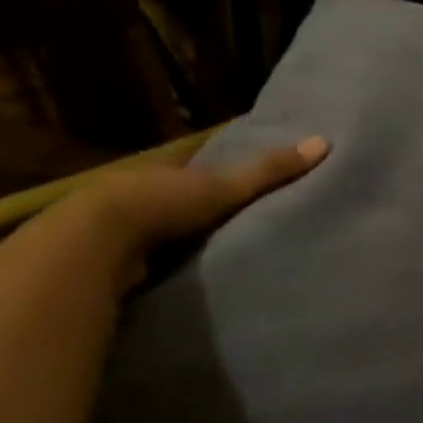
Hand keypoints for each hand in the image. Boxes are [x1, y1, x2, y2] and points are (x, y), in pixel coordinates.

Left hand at [55, 136, 330, 295]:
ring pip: (172, 230)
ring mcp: (131, 229)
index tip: (259, 177)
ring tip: (237, 254)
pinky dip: (178, 267)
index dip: (228, 166)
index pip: (204, 162)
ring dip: (194, 240)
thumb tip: (323, 143)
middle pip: (188, 196)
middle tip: (255, 219)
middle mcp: (147, 192)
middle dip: (212, 207)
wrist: (99, 245)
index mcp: (168, 168)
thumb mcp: (223, 186)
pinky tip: (202, 280)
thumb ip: (269, 171)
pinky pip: (160, 262)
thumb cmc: (162, 203)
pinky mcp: (124, 262)